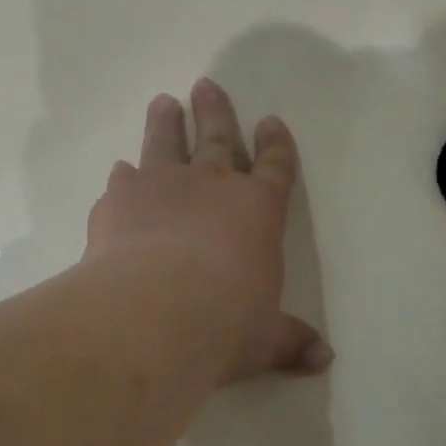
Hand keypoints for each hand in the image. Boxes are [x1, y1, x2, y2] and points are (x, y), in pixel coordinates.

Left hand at [85, 78, 332, 385]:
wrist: (154, 311)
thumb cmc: (225, 322)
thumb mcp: (264, 338)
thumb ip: (291, 341)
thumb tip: (324, 360)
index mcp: (257, 210)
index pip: (275, 167)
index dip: (276, 144)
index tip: (271, 121)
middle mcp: (212, 186)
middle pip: (217, 137)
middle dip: (216, 111)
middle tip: (207, 84)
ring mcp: (163, 186)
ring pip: (166, 143)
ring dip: (166, 122)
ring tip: (164, 102)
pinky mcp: (121, 200)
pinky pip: (124, 179)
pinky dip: (124, 176)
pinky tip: (120, 171)